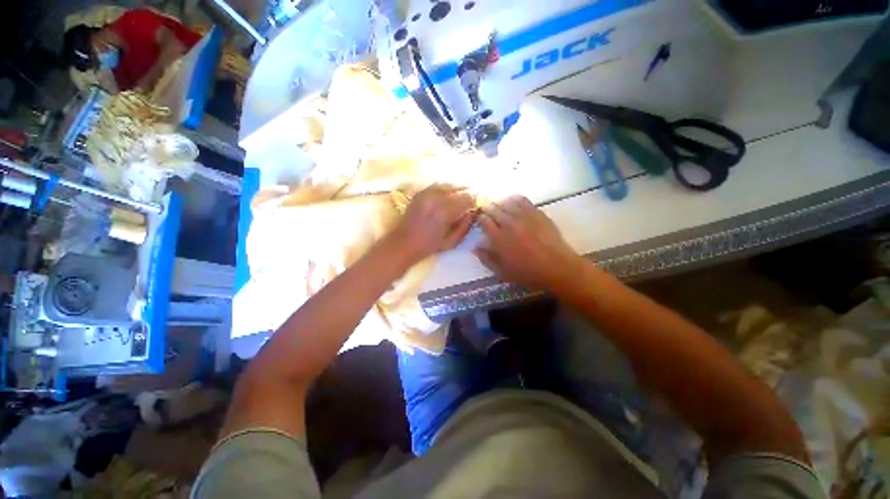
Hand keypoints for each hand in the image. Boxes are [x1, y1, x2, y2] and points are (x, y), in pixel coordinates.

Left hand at [390, 184, 475, 262]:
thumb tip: (473, 213)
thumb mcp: (451, 241)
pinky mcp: (419, 193)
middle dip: (466, 195)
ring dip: (456, 190)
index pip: (466, 199)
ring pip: (447, 185)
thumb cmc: (428, 246)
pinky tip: (447, 195)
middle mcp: (435, 199)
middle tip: (469, 202)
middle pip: (458, 190)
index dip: (474, 202)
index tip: (476, 207)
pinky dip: (444, 189)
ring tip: (460, 197)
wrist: (402, 244)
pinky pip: (436, 186)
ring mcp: (425, 194)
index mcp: (444, 212)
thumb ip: (465, 226)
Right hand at [474, 196, 583, 290]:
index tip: (480, 220)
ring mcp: (524, 216)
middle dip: (487, 209)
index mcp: (499, 239)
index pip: (484, 221)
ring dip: (499, 203)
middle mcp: (509, 224)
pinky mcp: (537, 213)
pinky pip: (523, 200)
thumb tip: (475, 247)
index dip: (480, 218)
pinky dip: (515, 199)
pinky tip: (513, 202)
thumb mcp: (503, 272)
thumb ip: (487, 259)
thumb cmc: (528, 273)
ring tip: (498, 205)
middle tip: (486, 211)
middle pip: (494, 209)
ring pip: (506, 202)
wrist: (558, 268)